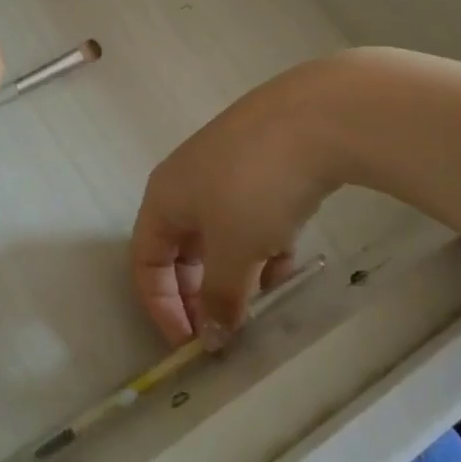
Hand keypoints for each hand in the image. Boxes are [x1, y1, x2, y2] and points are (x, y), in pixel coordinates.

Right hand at [131, 60, 348, 345]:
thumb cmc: (255, 187)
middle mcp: (184, 181)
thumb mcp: (235, 251)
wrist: (316, 117)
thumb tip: (213, 337)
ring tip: (265, 293)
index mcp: (163, 198)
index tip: (192, 344)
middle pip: (180, 249)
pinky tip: (287, 257)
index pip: (145, 262)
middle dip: (200, 291)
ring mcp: (224, 168)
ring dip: (235, 270)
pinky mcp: (261, 161)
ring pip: (219, 234)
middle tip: (227, 327)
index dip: (161, 307)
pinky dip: (261, 243)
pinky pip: (248, 215)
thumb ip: (220, 297)